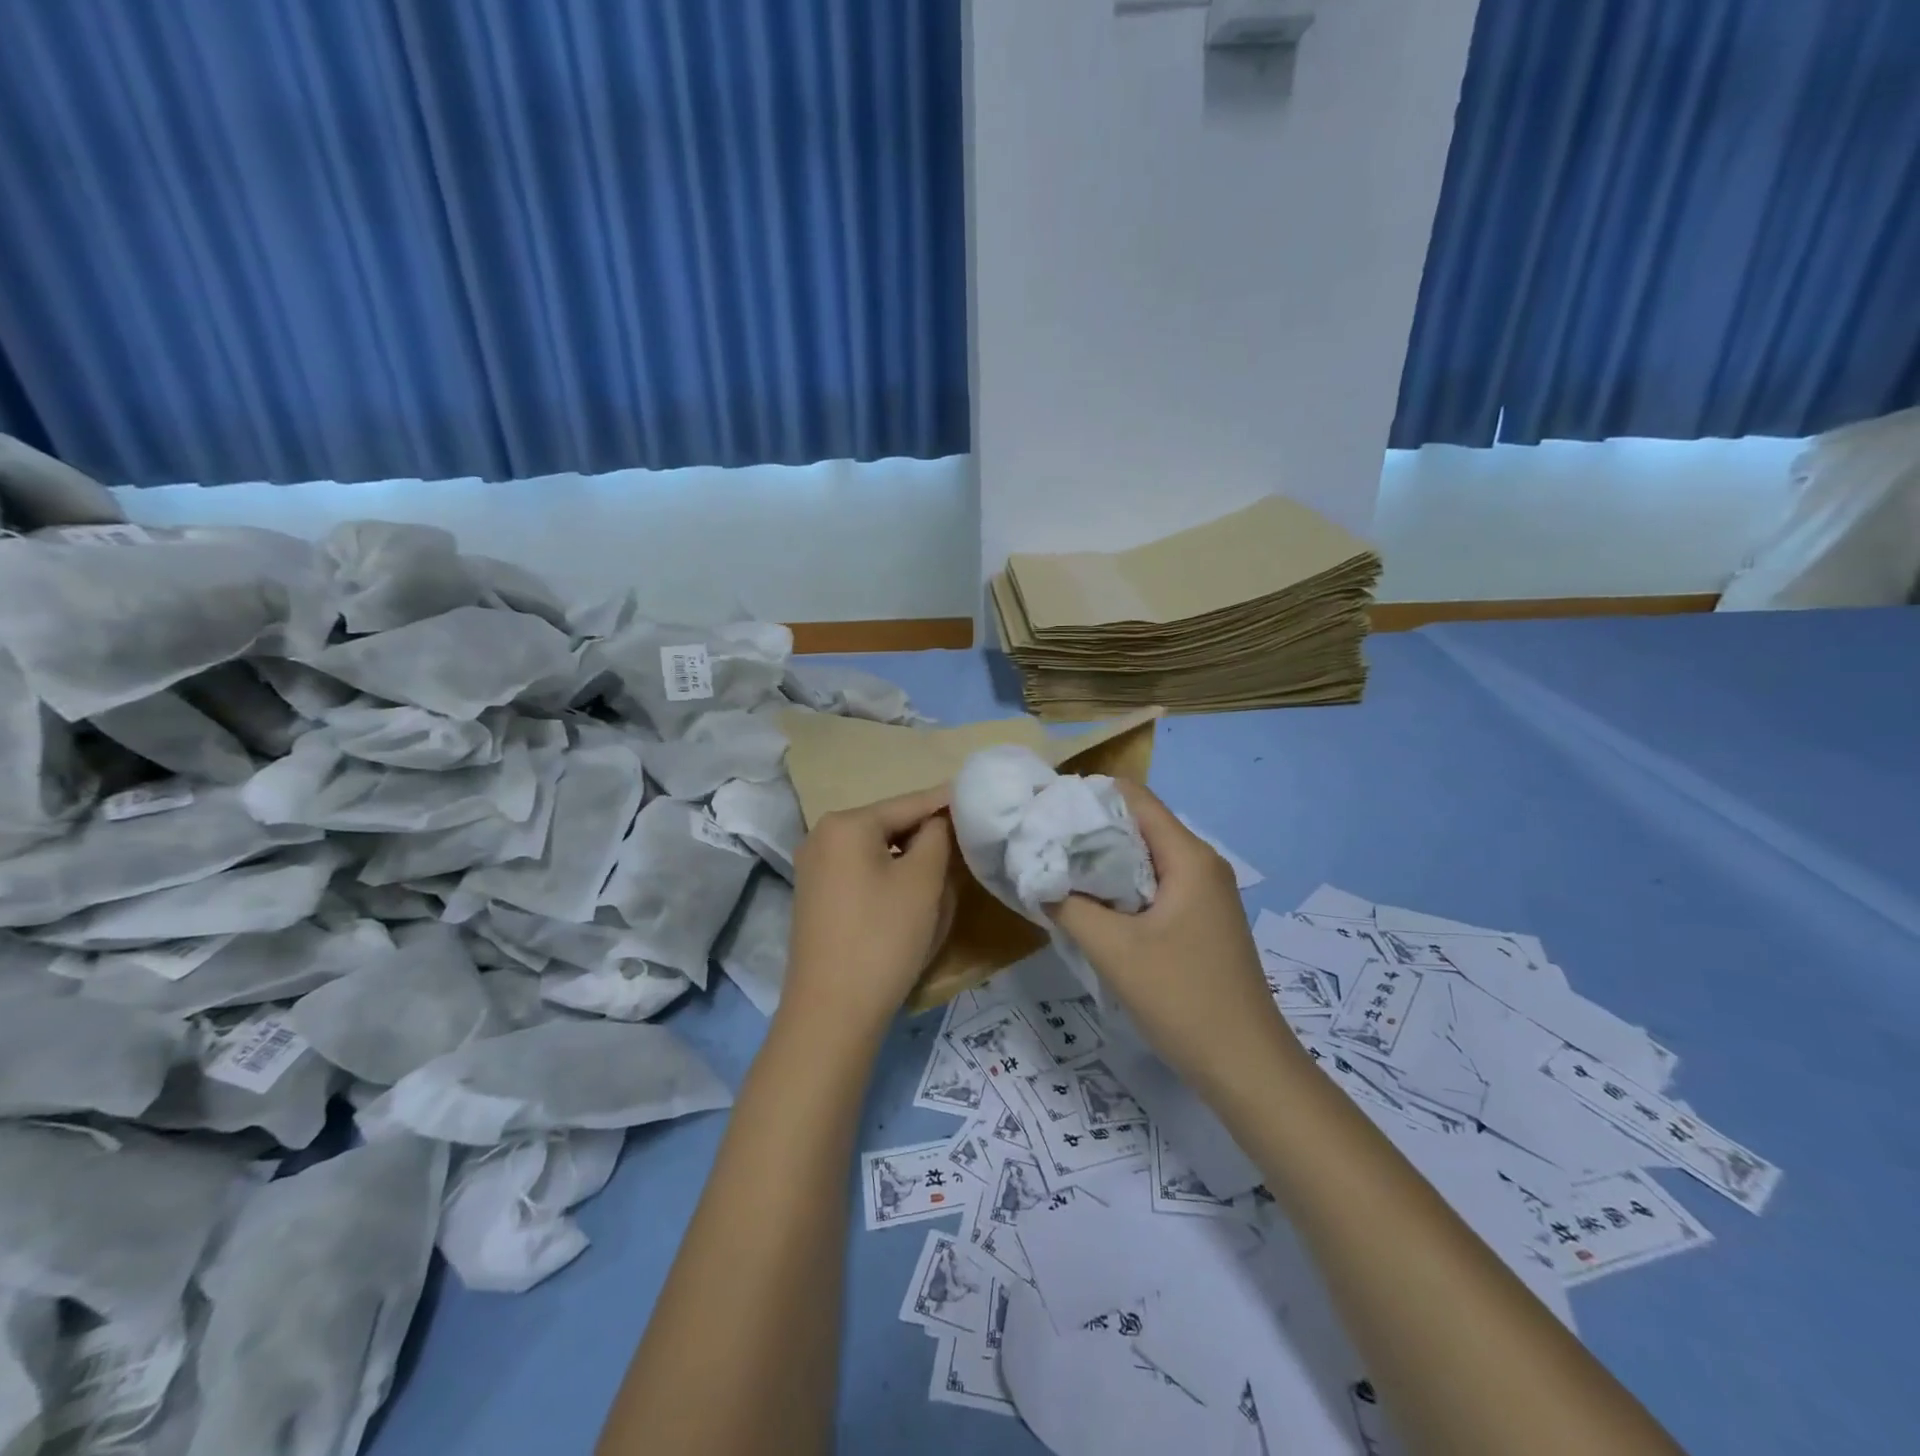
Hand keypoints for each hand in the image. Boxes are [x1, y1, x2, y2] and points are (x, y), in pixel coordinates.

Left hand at [781, 785, 955, 1038]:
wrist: (832, 1013)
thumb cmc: (883, 937)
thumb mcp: (923, 882)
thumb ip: (937, 836)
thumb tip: (940, 819)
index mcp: (846, 823)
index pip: (910, 803)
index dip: (947, 803)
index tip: (981, 801)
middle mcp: (822, 836)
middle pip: (890, 824)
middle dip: (928, 834)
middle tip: (967, 844)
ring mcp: (814, 868)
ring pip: (877, 850)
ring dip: (911, 858)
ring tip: (945, 870)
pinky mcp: (816, 897)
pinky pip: (861, 873)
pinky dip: (889, 876)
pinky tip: (910, 896)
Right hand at [1048, 782, 1288, 1097]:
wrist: (1246, 1067)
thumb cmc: (1182, 999)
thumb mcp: (1114, 950)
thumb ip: (1069, 905)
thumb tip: (1036, 877)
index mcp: (1188, 857)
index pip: (1133, 797)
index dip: (1086, 796)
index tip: (1043, 810)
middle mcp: (1201, 864)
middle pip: (1138, 825)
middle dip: (1088, 830)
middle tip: (1040, 841)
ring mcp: (1204, 894)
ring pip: (1144, 858)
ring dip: (1102, 862)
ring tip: (1055, 871)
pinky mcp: (1200, 921)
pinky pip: (1153, 886)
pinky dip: (1119, 887)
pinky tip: (1089, 906)